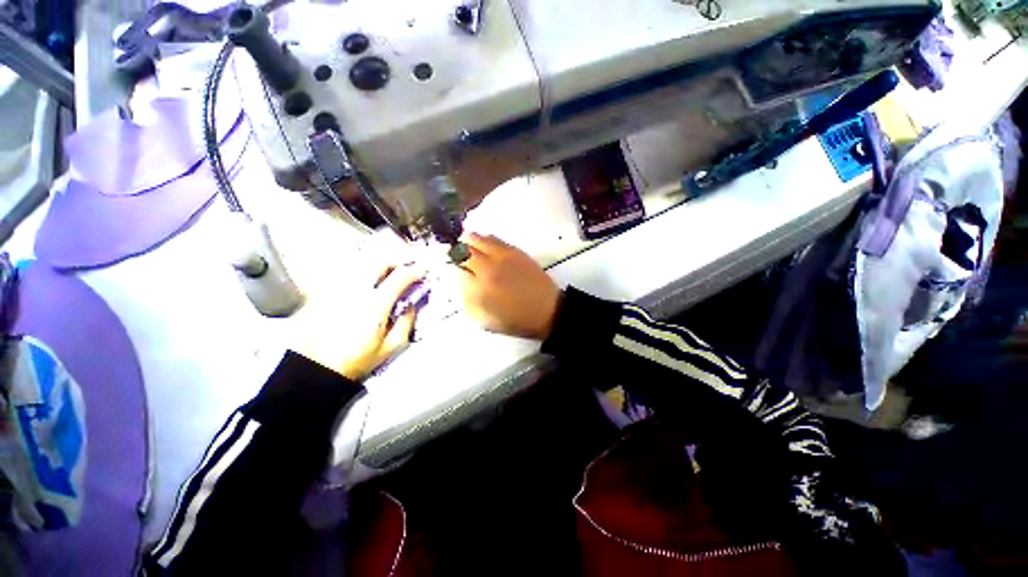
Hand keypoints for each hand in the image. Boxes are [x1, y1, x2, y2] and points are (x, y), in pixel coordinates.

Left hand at [291, 263, 425, 380]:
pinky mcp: (323, 289)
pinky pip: (346, 269)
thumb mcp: (391, 346)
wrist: (316, 367)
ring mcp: (336, 287)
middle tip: (408, 261)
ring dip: (381, 259)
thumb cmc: (356, 359)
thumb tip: (411, 303)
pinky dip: (362, 266)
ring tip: (390, 264)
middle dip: (399, 256)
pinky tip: (368, 274)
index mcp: (375, 305)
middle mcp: (355, 290)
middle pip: (380, 259)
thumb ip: (407, 321)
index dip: (416, 270)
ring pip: (362, 259)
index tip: (423, 271)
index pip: (400, 276)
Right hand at [455, 233, 560, 339]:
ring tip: (471, 253)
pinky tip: (487, 251)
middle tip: (456, 259)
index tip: (447, 269)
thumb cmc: (515, 320)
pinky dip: (484, 241)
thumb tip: (458, 281)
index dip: (447, 267)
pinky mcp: (515, 250)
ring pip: (476, 237)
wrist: (547, 310)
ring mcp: (502, 255)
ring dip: (468, 244)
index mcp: (479, 288)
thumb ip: (466, 300)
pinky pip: (493, 238)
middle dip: (453, 252)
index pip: (453, 268)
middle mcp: (488, 267)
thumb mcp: (484, 320)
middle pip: (461, 248)